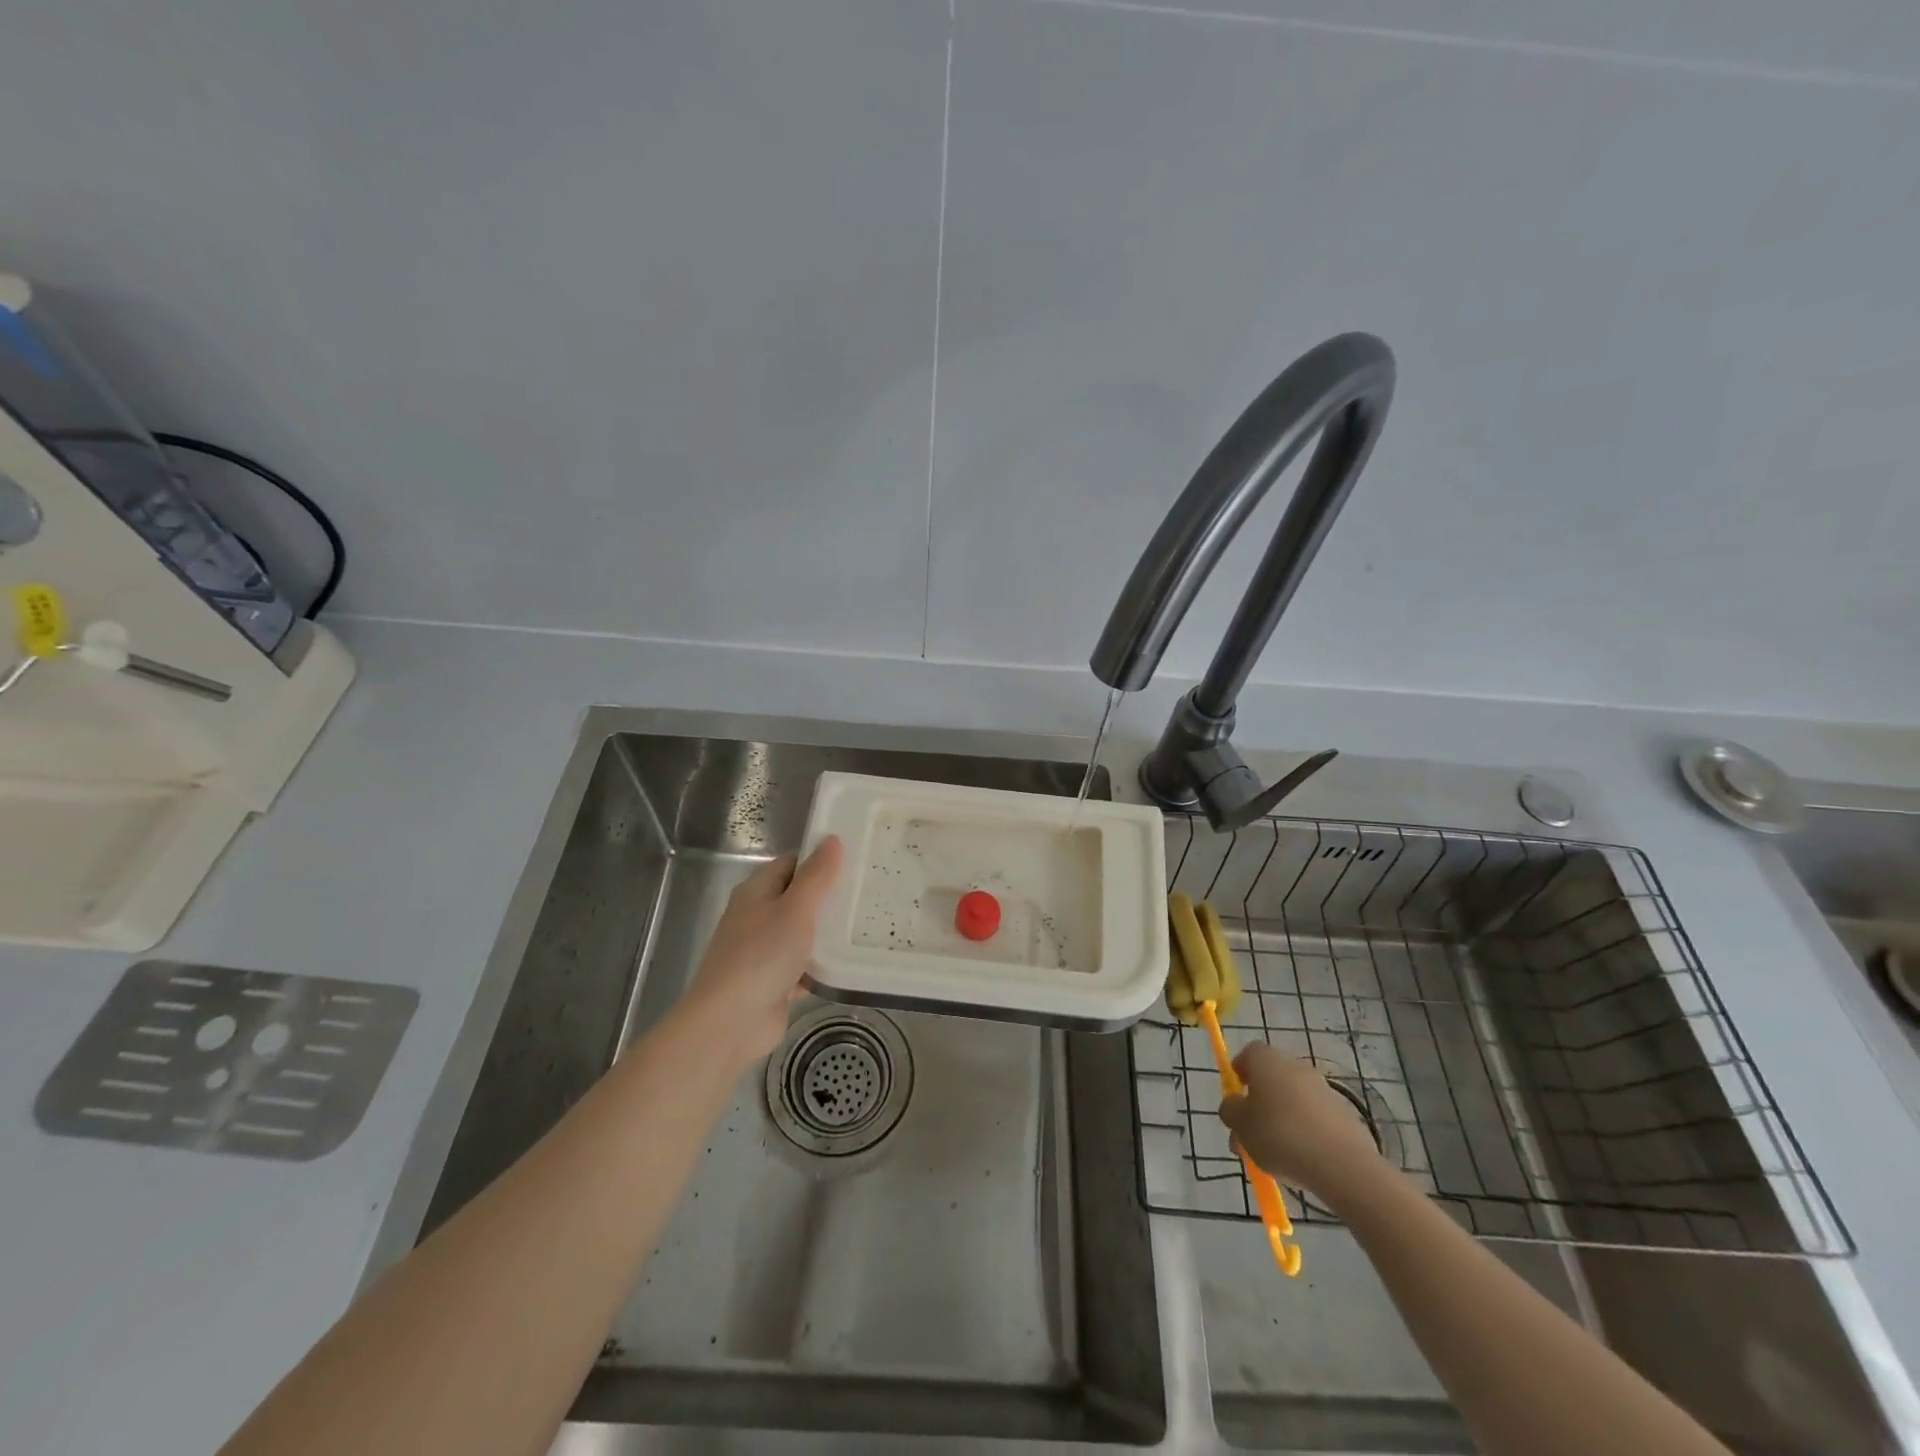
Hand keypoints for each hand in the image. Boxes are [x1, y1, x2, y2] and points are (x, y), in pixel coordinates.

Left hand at [680, 836, 843, 1066]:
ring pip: (801, 934)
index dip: (819, 859)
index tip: (854, 861)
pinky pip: (802, 967)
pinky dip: (820, 966)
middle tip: (867, 894)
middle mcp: (756, 917)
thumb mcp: (796, 908)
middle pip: (797, 898)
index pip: (791, 864)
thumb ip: (817, 876)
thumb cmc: (762, 956)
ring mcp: (762, 952)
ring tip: (866, 926)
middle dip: (828, 898)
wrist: (730, 1022)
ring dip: (826, 934)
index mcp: (756, 892)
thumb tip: (832, 839)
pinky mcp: (772, 983)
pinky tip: (849, 965)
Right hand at [1218, 1044, 1384, 1201]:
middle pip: (1271, 1080)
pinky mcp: (1345, 1114)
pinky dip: (1307, 1133)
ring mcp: (1324, 1089)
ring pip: (1294, 1101)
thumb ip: (1230, 1111)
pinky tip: (1303, 1160)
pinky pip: (1316, 1119)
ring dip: (1282, 1121)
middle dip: (1259, 1105)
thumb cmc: (1279, 1135)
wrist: (1341, 1164)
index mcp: (1267, 1060)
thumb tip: (1234, 1105)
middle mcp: (1296, 1066)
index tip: (1235, 1099)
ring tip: (1276, 1157)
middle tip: (1250, 1137)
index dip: (1239, 1073)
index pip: (1248, 1054)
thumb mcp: (1240, 1125)